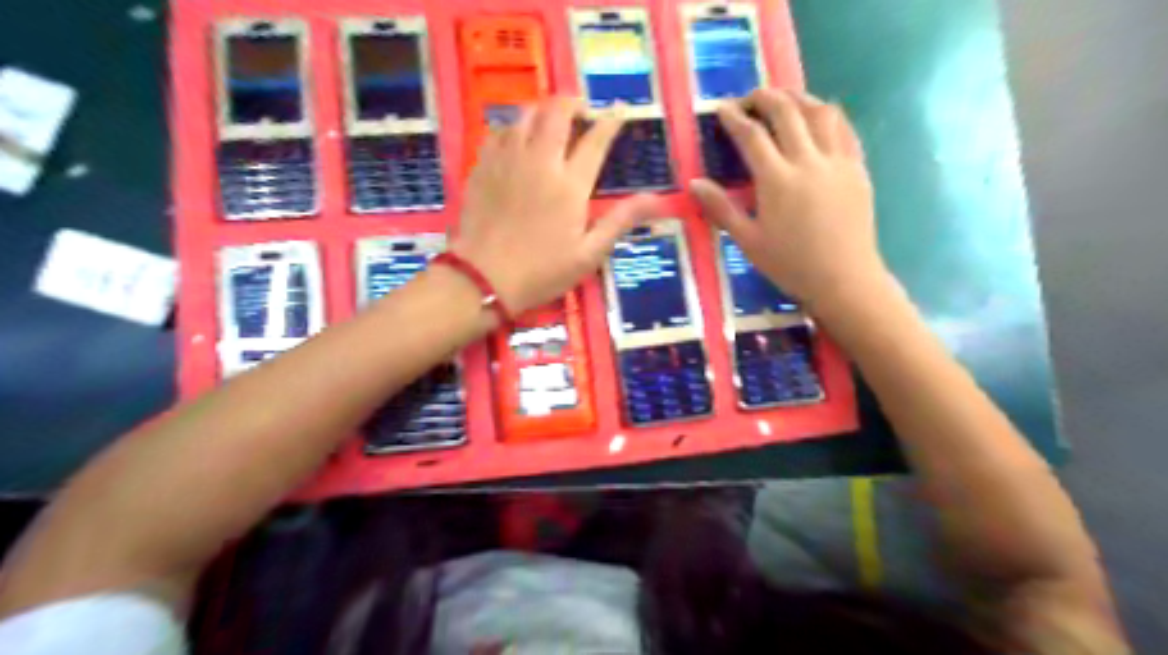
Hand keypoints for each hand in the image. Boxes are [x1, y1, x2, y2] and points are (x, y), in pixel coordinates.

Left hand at [454, 95, 660, 317]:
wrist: (484, 278)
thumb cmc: (542, 272)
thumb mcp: (589, 254)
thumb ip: (620, 220)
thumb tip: (656, 199)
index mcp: (570, 184)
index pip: (596, 140)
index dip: (610, 121)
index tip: (619, 110)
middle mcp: (540, 161)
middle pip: (556, 113)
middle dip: (573, 103)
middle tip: (582, 111)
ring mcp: (507, 160)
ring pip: (525, 115)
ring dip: (542, 111)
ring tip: (550, 121)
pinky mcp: (482, 167)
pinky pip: (498, 131)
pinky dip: (513, 127)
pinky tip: (516, 140)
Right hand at [686, 87, 890, 313]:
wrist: (844, 279)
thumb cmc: (790, 265)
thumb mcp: (748, 241)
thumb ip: (721, 208)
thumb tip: (694, 183)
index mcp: (777, 180)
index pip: (752, 135)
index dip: (733, 117)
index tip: (721, 108)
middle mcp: (808, 161)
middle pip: (787, 112)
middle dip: (765, 97)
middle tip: (750, 99)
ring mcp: (837, 161)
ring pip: (821, 111)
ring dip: (799, 98)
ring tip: (784, 100)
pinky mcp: (857, 168)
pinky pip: (844, 129)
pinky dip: (828, 115)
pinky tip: (819, 118)